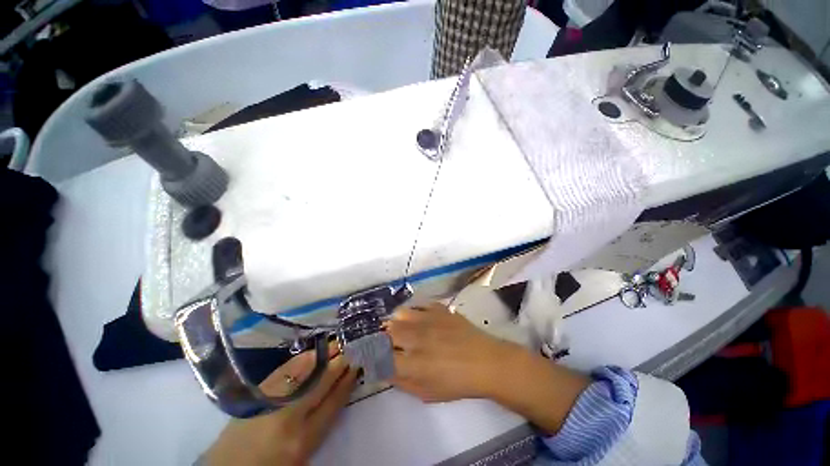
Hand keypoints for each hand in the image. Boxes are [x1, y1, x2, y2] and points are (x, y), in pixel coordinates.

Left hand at [204, 349, 357, 465]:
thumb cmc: (273, 465)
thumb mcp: (304, 452)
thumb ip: (323, 419)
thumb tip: (342, 385)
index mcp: (303, 439)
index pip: (334, 401)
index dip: (348, 379)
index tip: (359, 363)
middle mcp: (289, 416)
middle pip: (322, 380)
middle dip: (341, 360)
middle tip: (354, 345)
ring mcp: (271, 400)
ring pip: (305, 369)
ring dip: (325, 354)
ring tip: (339, 343)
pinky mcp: (258, 392)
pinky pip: (286, 368)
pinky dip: (304, 357)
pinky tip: (315, 351)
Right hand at [386, 302, 518, 401]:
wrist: (485, 362)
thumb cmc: (457, 383)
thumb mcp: (427, 393)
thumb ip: (402, 382)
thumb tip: (384, 370)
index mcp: (413, 364)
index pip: (381, 356)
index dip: (373, 356)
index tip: (372, 356)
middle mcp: (417, 338)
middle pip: (388, 331)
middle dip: (383, 337)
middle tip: (389, 342)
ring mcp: (429, 320)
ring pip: (401, 313)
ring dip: (397, 321)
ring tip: (402, 327)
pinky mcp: (439, 309)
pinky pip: (419, 304)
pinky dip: (414, 310)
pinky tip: (419, 317)